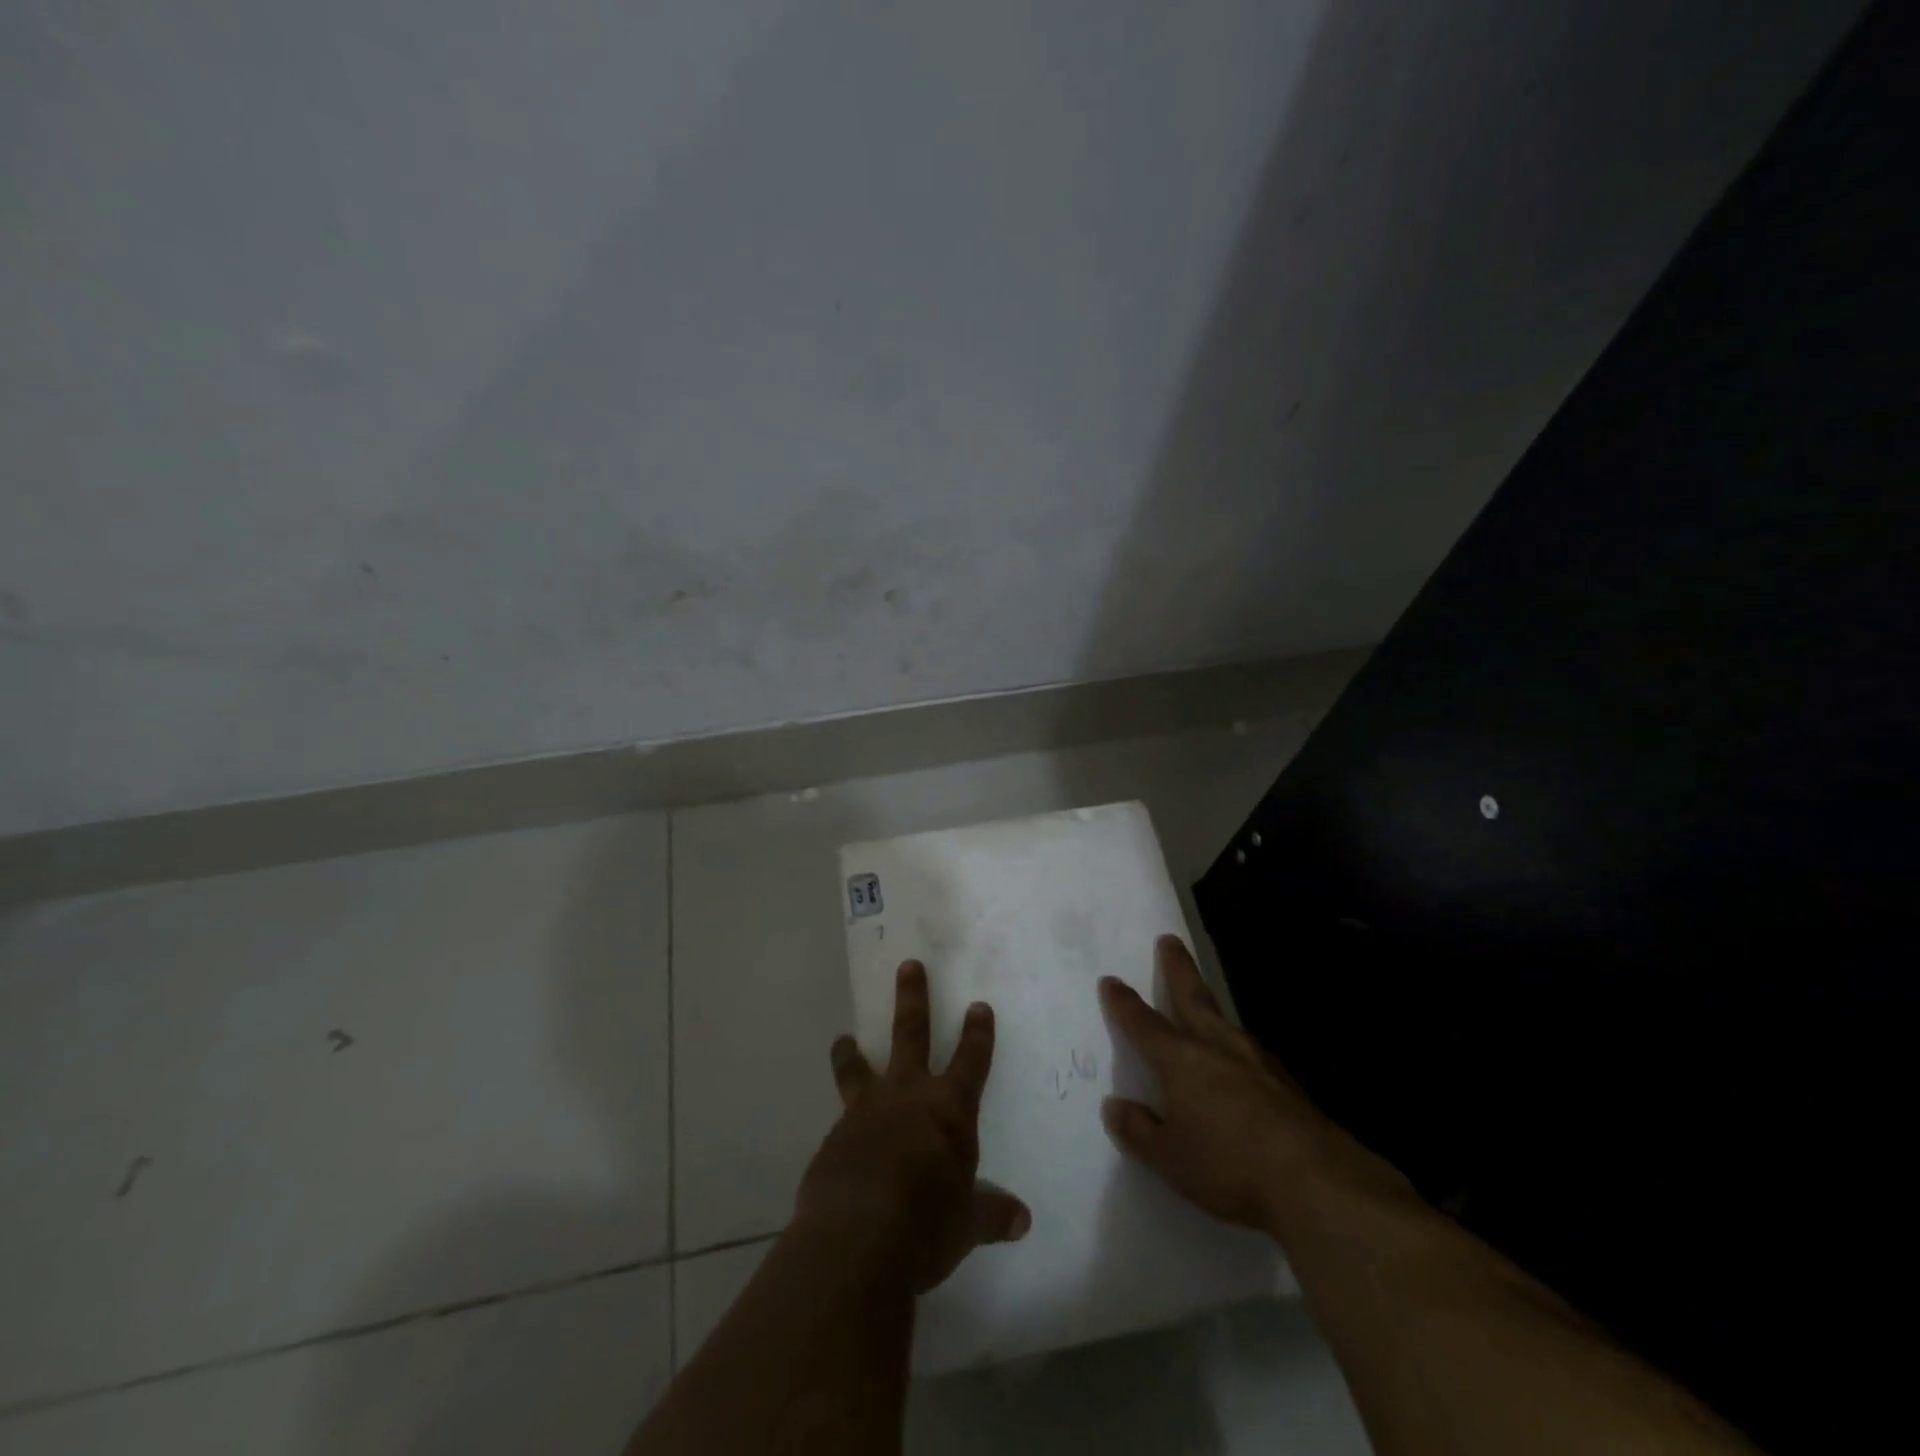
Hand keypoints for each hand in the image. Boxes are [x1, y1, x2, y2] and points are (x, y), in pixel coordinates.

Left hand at [797, 959, 1030, 1291]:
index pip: (970, 1061)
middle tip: (908, 965)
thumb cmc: (926, 1225)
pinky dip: (843, 1120)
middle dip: (912, 998)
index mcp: (948, 1110)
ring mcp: (866, 1112)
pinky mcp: (833, 1138)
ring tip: (842, 1039)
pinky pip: (840, 1119)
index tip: (979, 1005)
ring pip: (858, 1068)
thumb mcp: (966, 1224)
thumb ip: (991, 1214)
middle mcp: (907, 1096)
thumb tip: (1023, 1221)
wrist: (856, 1239)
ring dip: (851, 1052)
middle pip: (910, 1033)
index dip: (977, 1033)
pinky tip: (840, 1137)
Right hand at [1100, 936, 1386, 1233]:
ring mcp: (1255, 1061)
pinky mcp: (1286, 1083)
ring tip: (1203, 1000)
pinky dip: (1237, 1044)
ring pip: (1225, 1020)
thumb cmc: (1228, 1165)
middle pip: (1192, 998)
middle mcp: (1216, 1047)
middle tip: (1169, 940)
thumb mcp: (1169, 1158)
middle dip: (1178, 968)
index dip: (1124, 1003)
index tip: (1111, 980)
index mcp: (1181, 1060)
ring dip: (1210, 1005)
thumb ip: (1139, 1130)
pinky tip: (1241, 1058)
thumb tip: (1116, 1106)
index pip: (1144, 1024)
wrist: (1313, 1180)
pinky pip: (1251, 1051)